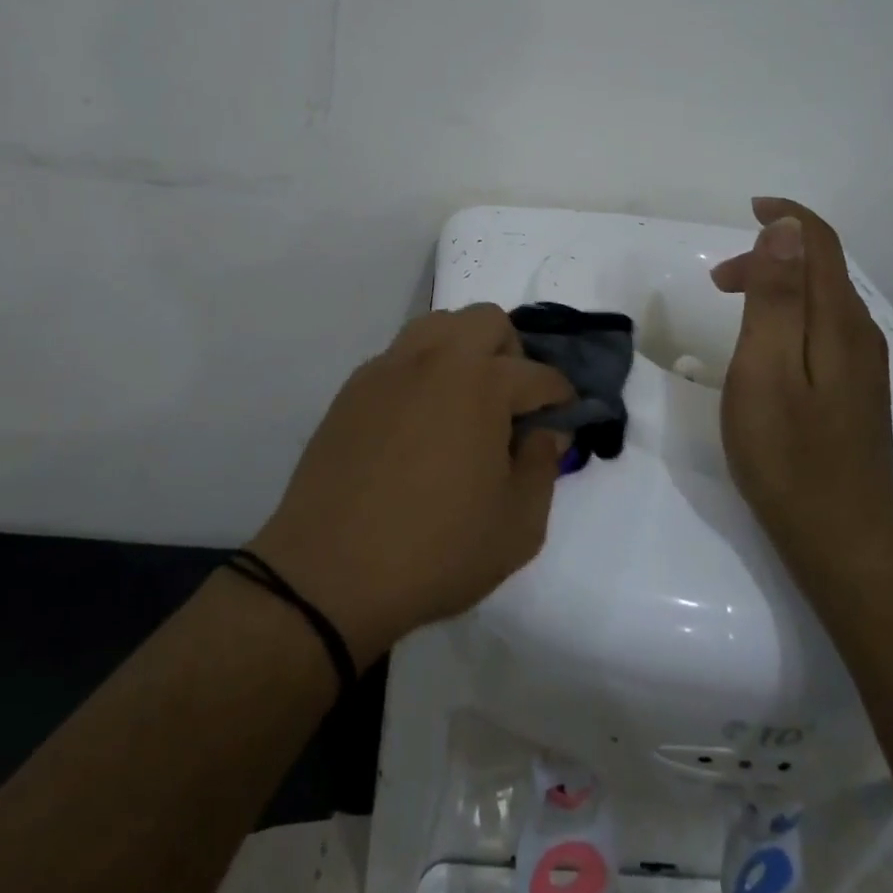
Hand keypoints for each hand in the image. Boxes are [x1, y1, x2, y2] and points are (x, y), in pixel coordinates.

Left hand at [248, 305, 574, 668]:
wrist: (329, 572)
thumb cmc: (436, 551)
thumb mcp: (517, 527)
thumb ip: (543, 467)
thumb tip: (546, 431)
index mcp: (481, 384)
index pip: (538, 375)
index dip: (561, 397)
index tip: (564, 420)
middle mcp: (435, 360)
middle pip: (487, 320)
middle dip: (512, 353)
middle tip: (511, 404)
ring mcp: (388, 369)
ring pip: (438, 325)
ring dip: (464, 350)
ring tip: (465, 403)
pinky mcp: (354, 388)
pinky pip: (400, 356)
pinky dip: (422, 372)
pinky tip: (419, 421)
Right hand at [710, 197, 892, 586]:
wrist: (842, 541)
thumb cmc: (788, 453)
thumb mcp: (765, 367)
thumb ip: (775, 297)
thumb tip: (787, 229)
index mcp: (838, 322)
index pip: (821, 244)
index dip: (787, 217)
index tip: (748, 208)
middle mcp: (859, 335)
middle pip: (820, 271)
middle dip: (771, 256)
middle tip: (718, 282)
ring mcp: (861, 368)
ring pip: (821, 302)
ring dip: (777, 288)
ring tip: (731, 308)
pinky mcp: (855, 394)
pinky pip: (823, 330)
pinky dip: (789, 317)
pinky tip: (766, 348)